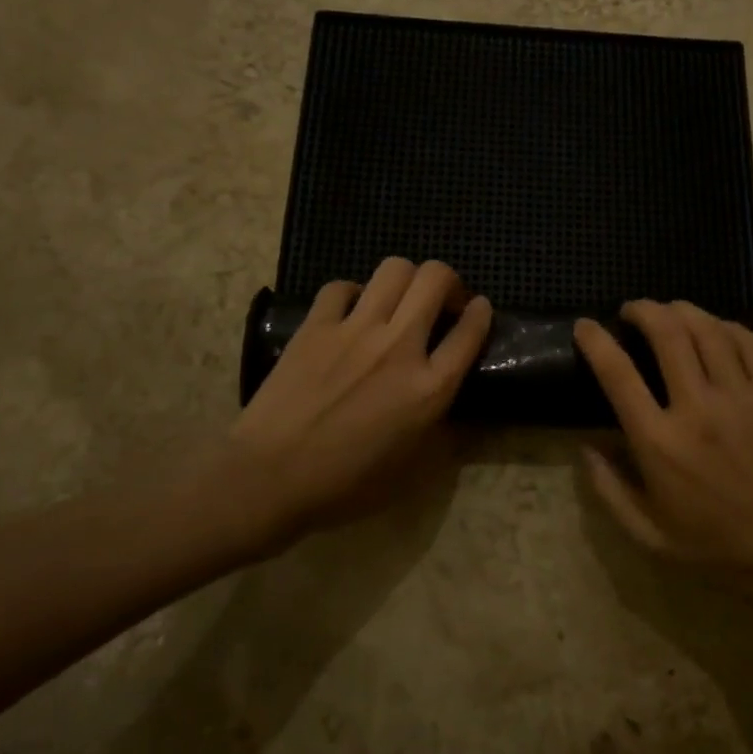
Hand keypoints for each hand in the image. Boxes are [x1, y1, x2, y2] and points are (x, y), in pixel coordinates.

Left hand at [230, 258, 490, 545]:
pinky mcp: (316, 326)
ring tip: (398, 301)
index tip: (479, 309)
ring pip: (394, 268)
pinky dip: (353, 294)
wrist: (270, 478)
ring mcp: (355, 330)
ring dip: (406, 279)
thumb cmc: (345, 484)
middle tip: (440, 302)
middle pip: (436, 279)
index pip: (471, 331)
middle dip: (448, 281)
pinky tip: (351, 313)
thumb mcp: (412, 467)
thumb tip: (445, 392)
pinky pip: (342, 287)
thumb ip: (439, 423)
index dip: (482, 313)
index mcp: (430, 388)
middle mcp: (399, 347)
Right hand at [574, 299, 752, 612]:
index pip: (618, 374)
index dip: (596, 341)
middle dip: (643, 310)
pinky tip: (715, 329)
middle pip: (667, 333)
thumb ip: (609, 490)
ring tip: (669, 311)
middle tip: (632, 310)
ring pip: (708, 329)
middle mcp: (699, 409)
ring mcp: (743, 397)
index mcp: (661, 444)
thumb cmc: (720, 546)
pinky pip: (748, 342)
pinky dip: (725, 325)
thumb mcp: (650, 535)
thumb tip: (585, 446)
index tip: (585, 326)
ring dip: (681, 310)